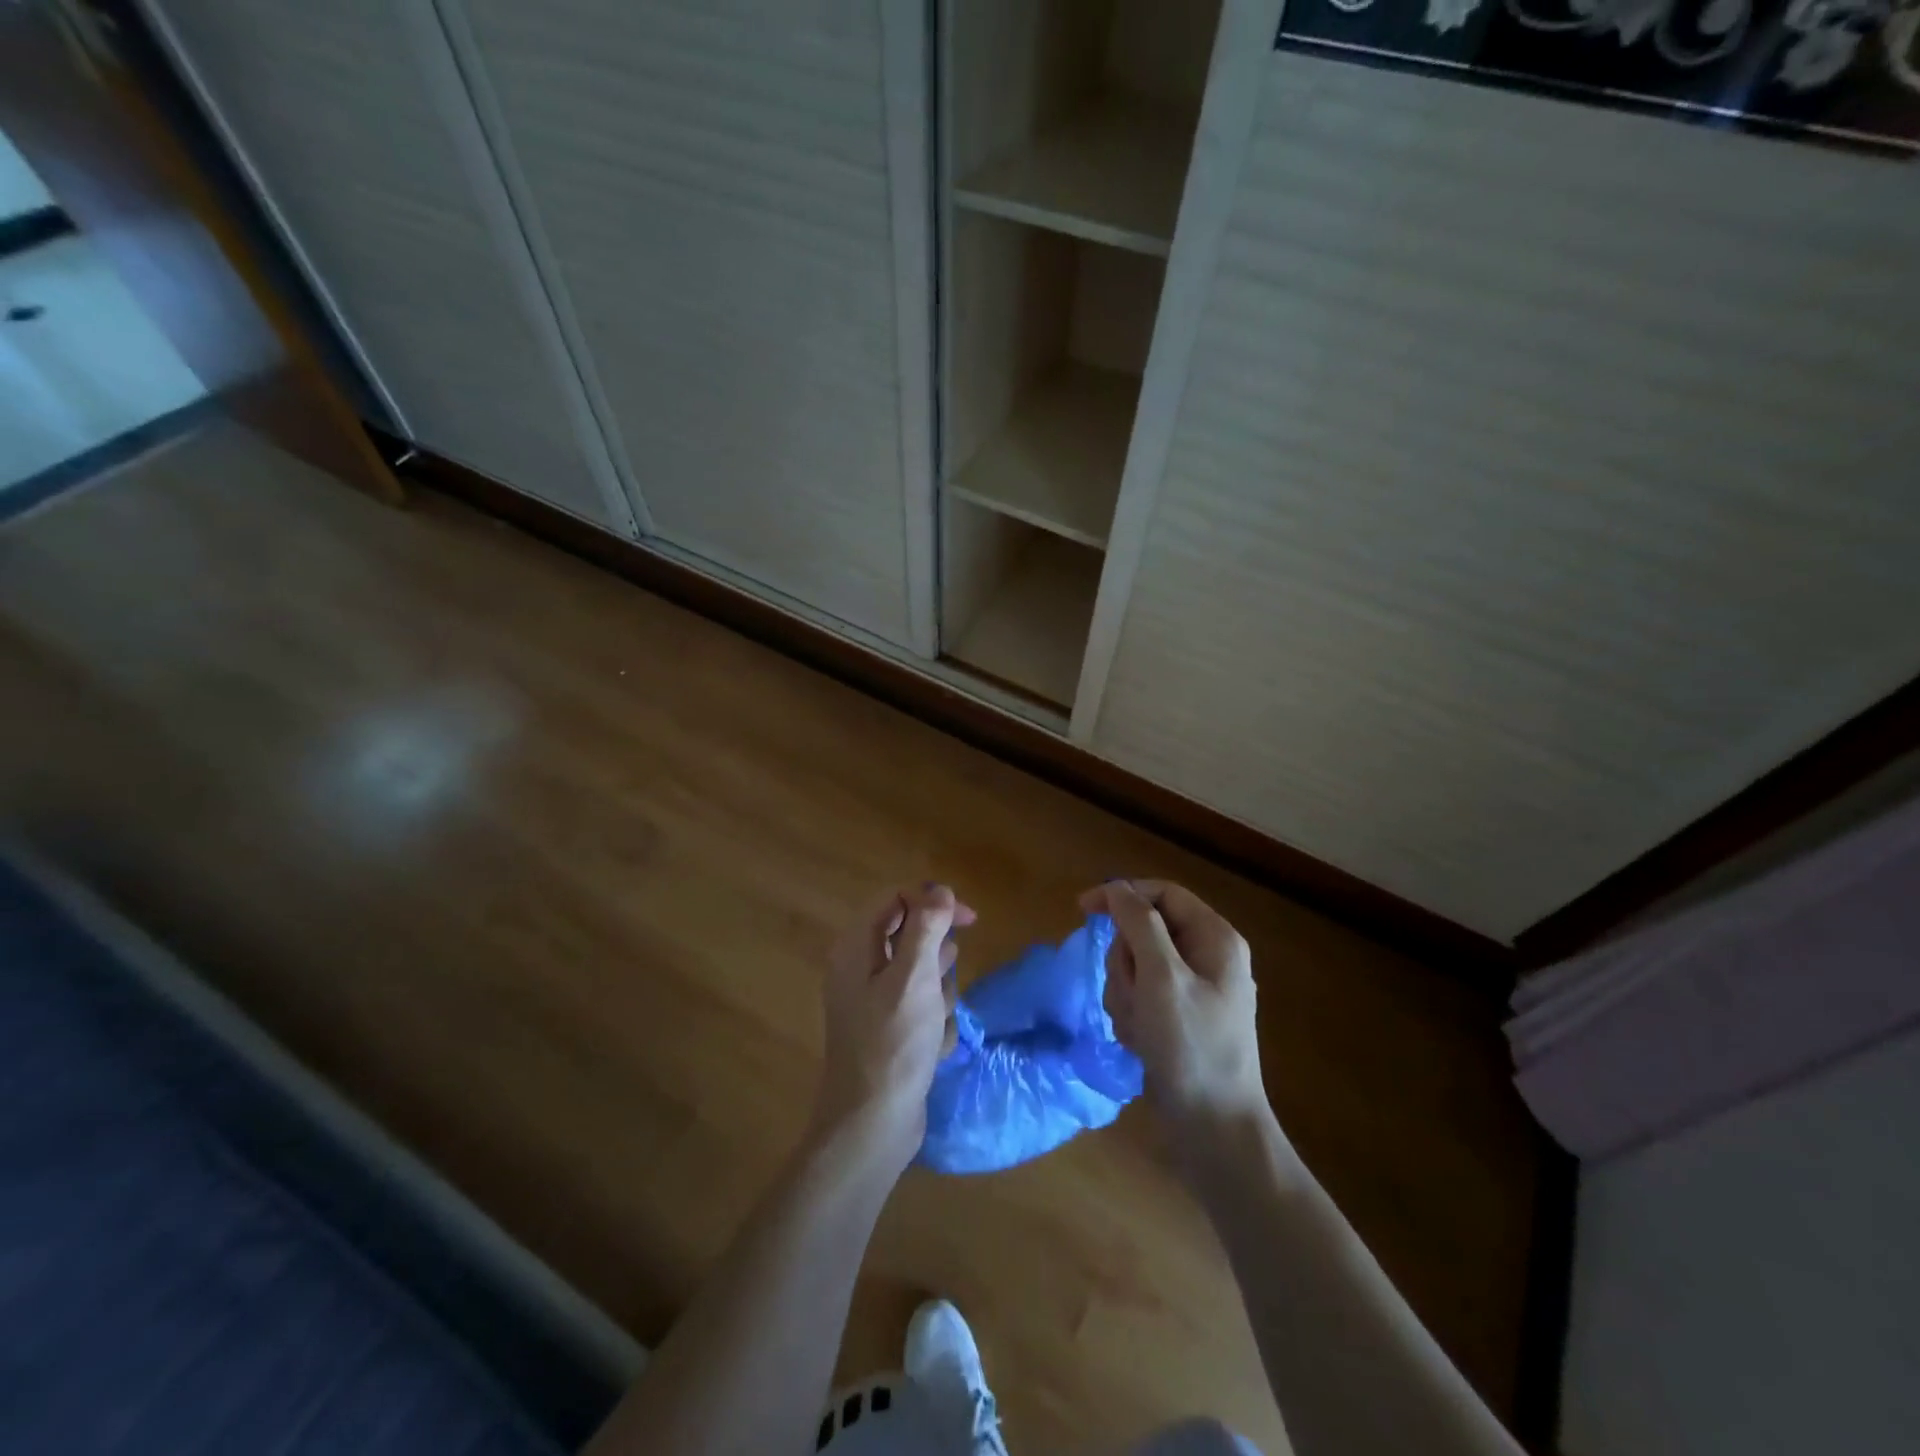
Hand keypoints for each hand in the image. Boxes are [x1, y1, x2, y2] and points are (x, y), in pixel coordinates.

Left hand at [811, 883, 974, 1175]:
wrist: (872, 1125)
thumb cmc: (893, 1044)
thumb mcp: (914, 978)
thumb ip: (926, 928)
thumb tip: (939, 890)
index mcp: (856, 948)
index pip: (895, 899)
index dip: (932, 901)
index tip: (969, 920)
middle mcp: (858, 968)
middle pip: (908, 936)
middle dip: (936, 956)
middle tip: (944, 978)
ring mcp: (872, 1002)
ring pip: (920, 974)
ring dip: (938, 992)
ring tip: (936, 1019)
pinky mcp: (887, 1031)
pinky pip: (920, 1008)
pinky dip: (933, 1022)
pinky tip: (933, 1047)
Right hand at [1079, 880, 1267, 1135]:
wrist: (1215, 1131)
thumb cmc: (1191, 1048)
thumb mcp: (1162, 978)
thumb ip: (1139, 924)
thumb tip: (1118, 889)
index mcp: (1215, 938)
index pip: (1160, 893)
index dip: (1121, 895)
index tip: (1082, 910)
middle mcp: (1207, 957)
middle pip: (1143, 931)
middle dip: (1125, 962)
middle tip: (1133, 994)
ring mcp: (1193, 990)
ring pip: (1136, 965)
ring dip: (1125, 993)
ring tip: (1139, 1027)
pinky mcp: (1178, 1017)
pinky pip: (1140, 996)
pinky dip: (1132, 1014)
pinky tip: (1141, 1042)